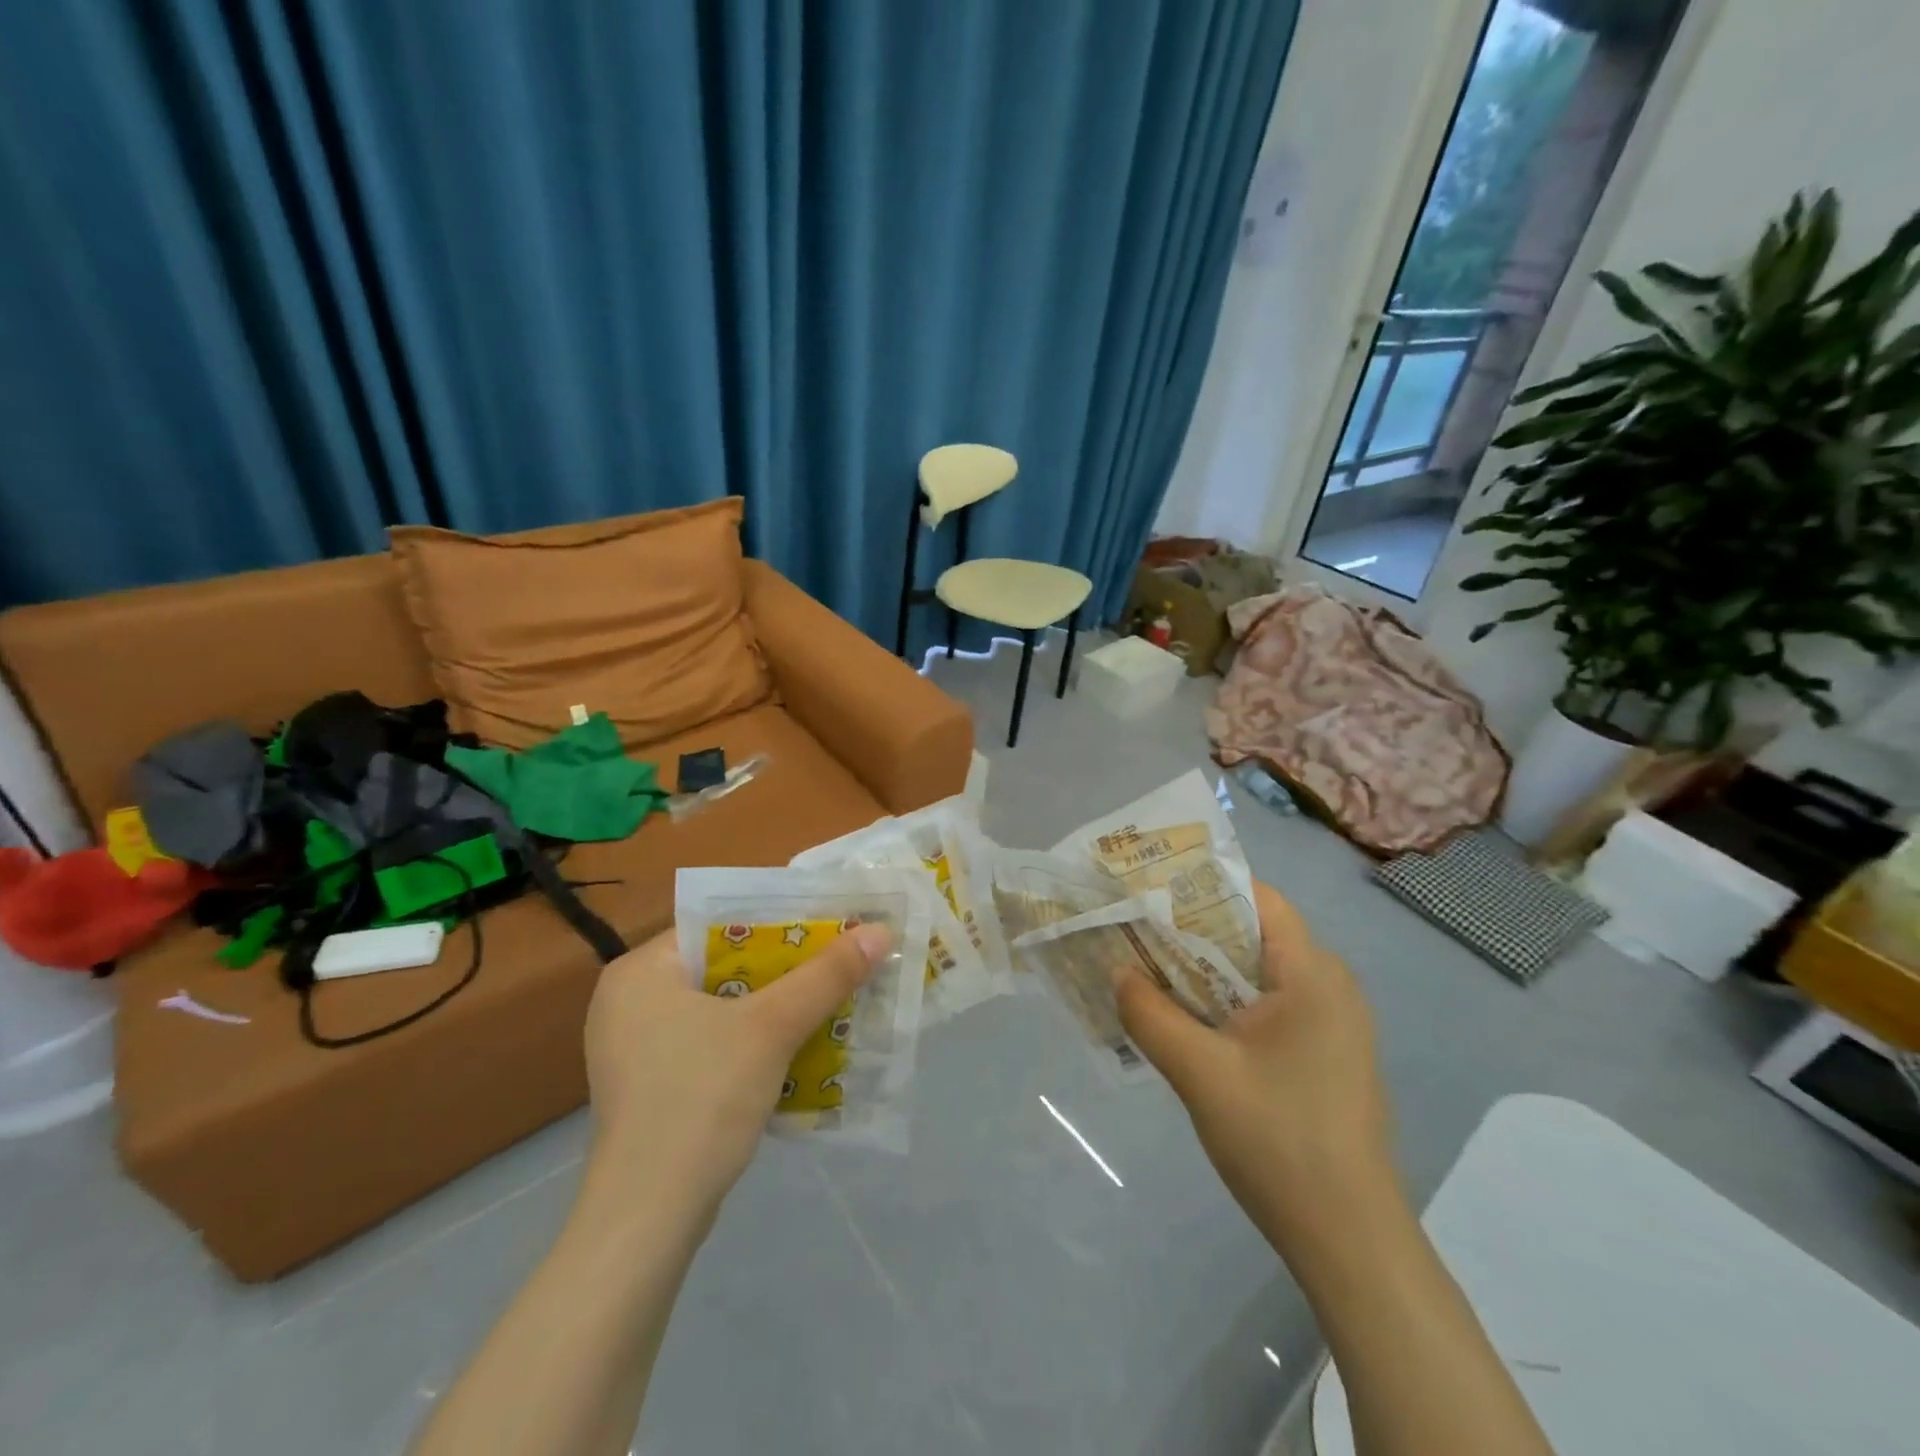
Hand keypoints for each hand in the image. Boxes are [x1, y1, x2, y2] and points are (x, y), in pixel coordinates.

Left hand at [580, 921, 892, 1221]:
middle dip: (785, 969)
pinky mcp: (651, 1086)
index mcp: (640, 970)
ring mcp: (635, 1048)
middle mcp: (629, 1000)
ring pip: (722, 1007)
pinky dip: (753, 1042)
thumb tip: (879, 930)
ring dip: (775, 1007)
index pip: (719, 924)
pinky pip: (712, 1043)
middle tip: (837, 962)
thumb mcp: (771, 1028)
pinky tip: (796, 1048)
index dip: (779, 921)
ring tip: (829, 999)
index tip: (829, 925)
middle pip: (724, 966)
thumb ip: (825, 976)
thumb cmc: (700, 1100)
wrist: (647, 1220)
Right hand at [1117, 880, 1395, 1252]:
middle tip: (1137, 930)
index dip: (1201, 887)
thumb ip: (1150, 1014)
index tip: (1150, 891)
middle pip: (1255, 933)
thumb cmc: (1278, 1141)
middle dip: (1194, 928)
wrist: (1350, 1240)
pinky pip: (1272, 1004)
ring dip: (1208, 969)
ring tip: (1151, 970)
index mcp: (1312, 974)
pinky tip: (1190, 1021)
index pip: (1257, 898)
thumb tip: (1117, 971)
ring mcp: (1334, 1022)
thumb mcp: (1198, 1073)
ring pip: (1260, 972)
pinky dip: (1229, 1000)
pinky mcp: (1328, 1053)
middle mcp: (1330, 985)